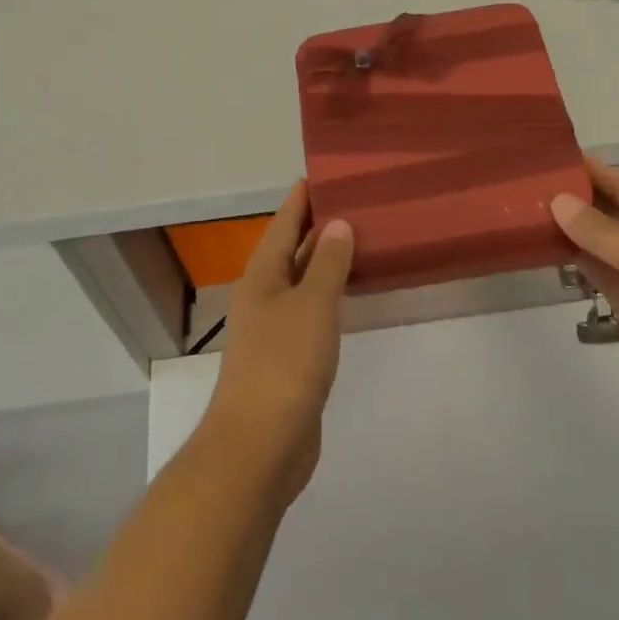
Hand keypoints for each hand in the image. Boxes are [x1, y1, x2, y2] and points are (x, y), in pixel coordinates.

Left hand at [203, 182, 353, 499]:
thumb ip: (328, 264)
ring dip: (324, 261)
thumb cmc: (285, 364)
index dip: (300, 200)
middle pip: (290, 251)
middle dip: (316, 226)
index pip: (283, 225)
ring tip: (357, 238)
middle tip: (352, 201)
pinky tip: (349, 294)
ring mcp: (274, 330)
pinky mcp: (289, 358)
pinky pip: (312, 312)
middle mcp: (263, 297)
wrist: (261, 443)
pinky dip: (329, 295)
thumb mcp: (312, 305)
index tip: (321, 175)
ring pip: (302, 283)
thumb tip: (337, 224)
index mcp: (262, 277)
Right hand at [550, 159, 618, 424]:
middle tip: (524, 186)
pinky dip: (573, 262)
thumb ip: (601, 232)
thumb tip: (557, 201)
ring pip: (597, 243)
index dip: (589, 170)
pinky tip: (543, 250)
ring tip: (523, 213)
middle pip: (607, 211)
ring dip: (567, 230)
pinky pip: (596, 274)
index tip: (549, 157)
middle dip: (572, 199)